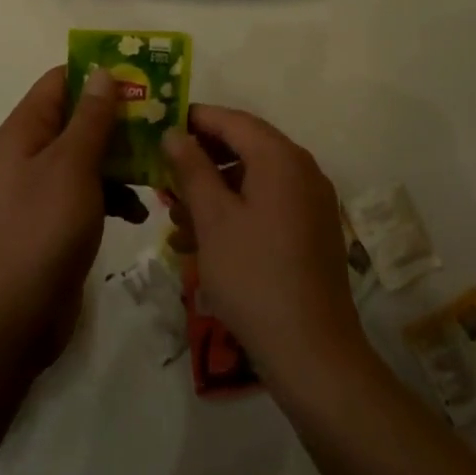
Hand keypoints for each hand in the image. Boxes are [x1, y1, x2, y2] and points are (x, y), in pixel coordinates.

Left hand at [0, 65, 145, 362]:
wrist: (19, 313)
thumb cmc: (45, 226)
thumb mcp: (73, 164)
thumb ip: (91, 117)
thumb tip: (103, 72)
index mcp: (28, 128)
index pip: (62, 79)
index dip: (98, 73)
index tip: (140, 76)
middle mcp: (34, 149)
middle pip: (81, 116)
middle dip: (120, 118)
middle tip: (161, 119)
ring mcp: (47, 185)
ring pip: (92, 153)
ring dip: (123, 158)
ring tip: (159, 164)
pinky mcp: (61, 216)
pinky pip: (93, 189)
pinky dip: (116, 194)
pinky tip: (139, 211)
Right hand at [162, 105, 367, 386]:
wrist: (314, 354)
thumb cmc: (254, 277)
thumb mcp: (213, 220)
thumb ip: (192, 169)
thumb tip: (175, 133)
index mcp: (281, 158)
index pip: (232, 120)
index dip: (195, 120)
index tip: (160, 128)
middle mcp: (302, 169)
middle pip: (244, 147)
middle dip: (201, 162)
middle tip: (164, 177)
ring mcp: (311, 202)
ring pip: (253, 180)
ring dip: (214, 192)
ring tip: (176, 220)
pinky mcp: (311, 232)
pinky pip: (268, 206)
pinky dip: (236, 213)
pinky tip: (203, 242)